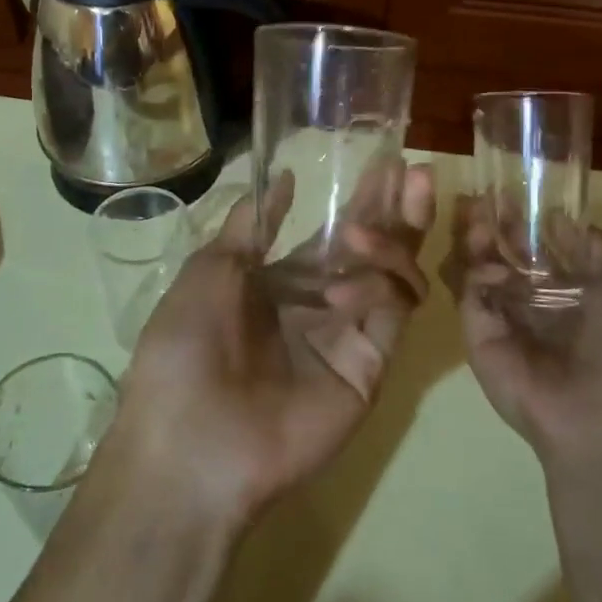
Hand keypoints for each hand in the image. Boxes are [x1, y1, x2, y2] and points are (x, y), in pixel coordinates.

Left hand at [102, 162, 436, 529]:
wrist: (191, 439)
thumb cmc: (187, 345)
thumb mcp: (210, 269)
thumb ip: (252, 224)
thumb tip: (284, 176)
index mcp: (284, 281)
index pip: (337, 232)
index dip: (362, 199)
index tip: (385, 162)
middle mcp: (323, 304)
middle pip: (375, 250)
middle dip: (397, 210)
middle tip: (414, 172)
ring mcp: (349, 335)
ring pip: (394, 277)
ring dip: (392, 241)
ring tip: (367, 227)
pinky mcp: (369, 366)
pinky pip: (391, 315)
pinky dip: (381, 286)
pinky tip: (348, 280)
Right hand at [446, 197, 601, 601]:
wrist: (600, 419)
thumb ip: (597, 253)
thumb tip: (573, 220)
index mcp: (572, 296)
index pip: (541, 251)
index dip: (528, 222)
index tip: (515, 193)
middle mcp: (534, 304)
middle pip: (505, 255)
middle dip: (495, 227)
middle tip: (483, 199)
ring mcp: (503, 318)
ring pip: (480, 269)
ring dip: (477, 242)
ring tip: (476, 217)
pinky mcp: (478, 333)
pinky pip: (470, 294)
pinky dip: (477, 274)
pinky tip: (492, 268)